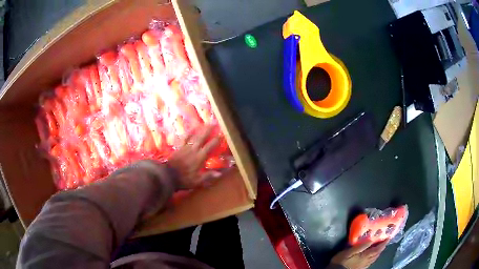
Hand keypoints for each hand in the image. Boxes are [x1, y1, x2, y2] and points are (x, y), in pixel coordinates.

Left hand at [168, 126, 219, 188]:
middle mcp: (194, 149)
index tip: (221, 135)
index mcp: (200, 157)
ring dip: (199, 129)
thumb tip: (219, 173)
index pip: (210, 146)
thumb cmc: (184, 179)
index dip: (216, 140)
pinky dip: (188, 133)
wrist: (167, 175)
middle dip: (208, 130)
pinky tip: (190, 130)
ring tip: (204, 124)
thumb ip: (208, 176)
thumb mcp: (197, 181)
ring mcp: (185, 147)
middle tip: (213, 123)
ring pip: (194, 136)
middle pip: (202, 137)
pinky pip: (184, 138)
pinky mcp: (179, 147)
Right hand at [330, 240, 388, 268]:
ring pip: (374, 259)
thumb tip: (371, 239)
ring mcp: (363, 265)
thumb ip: (361, 246)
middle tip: (384, 242)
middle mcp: (366, 261)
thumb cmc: (342, 260)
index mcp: (365, 256)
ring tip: (380, 248)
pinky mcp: (360, 268)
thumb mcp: (349, 251)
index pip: (377, 249)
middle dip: (381, 248)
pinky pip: (370, 262)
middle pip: (377, 254)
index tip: (388, 237)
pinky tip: (372, 258)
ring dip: (378, 253)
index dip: (383, 244)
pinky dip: (373, 258)